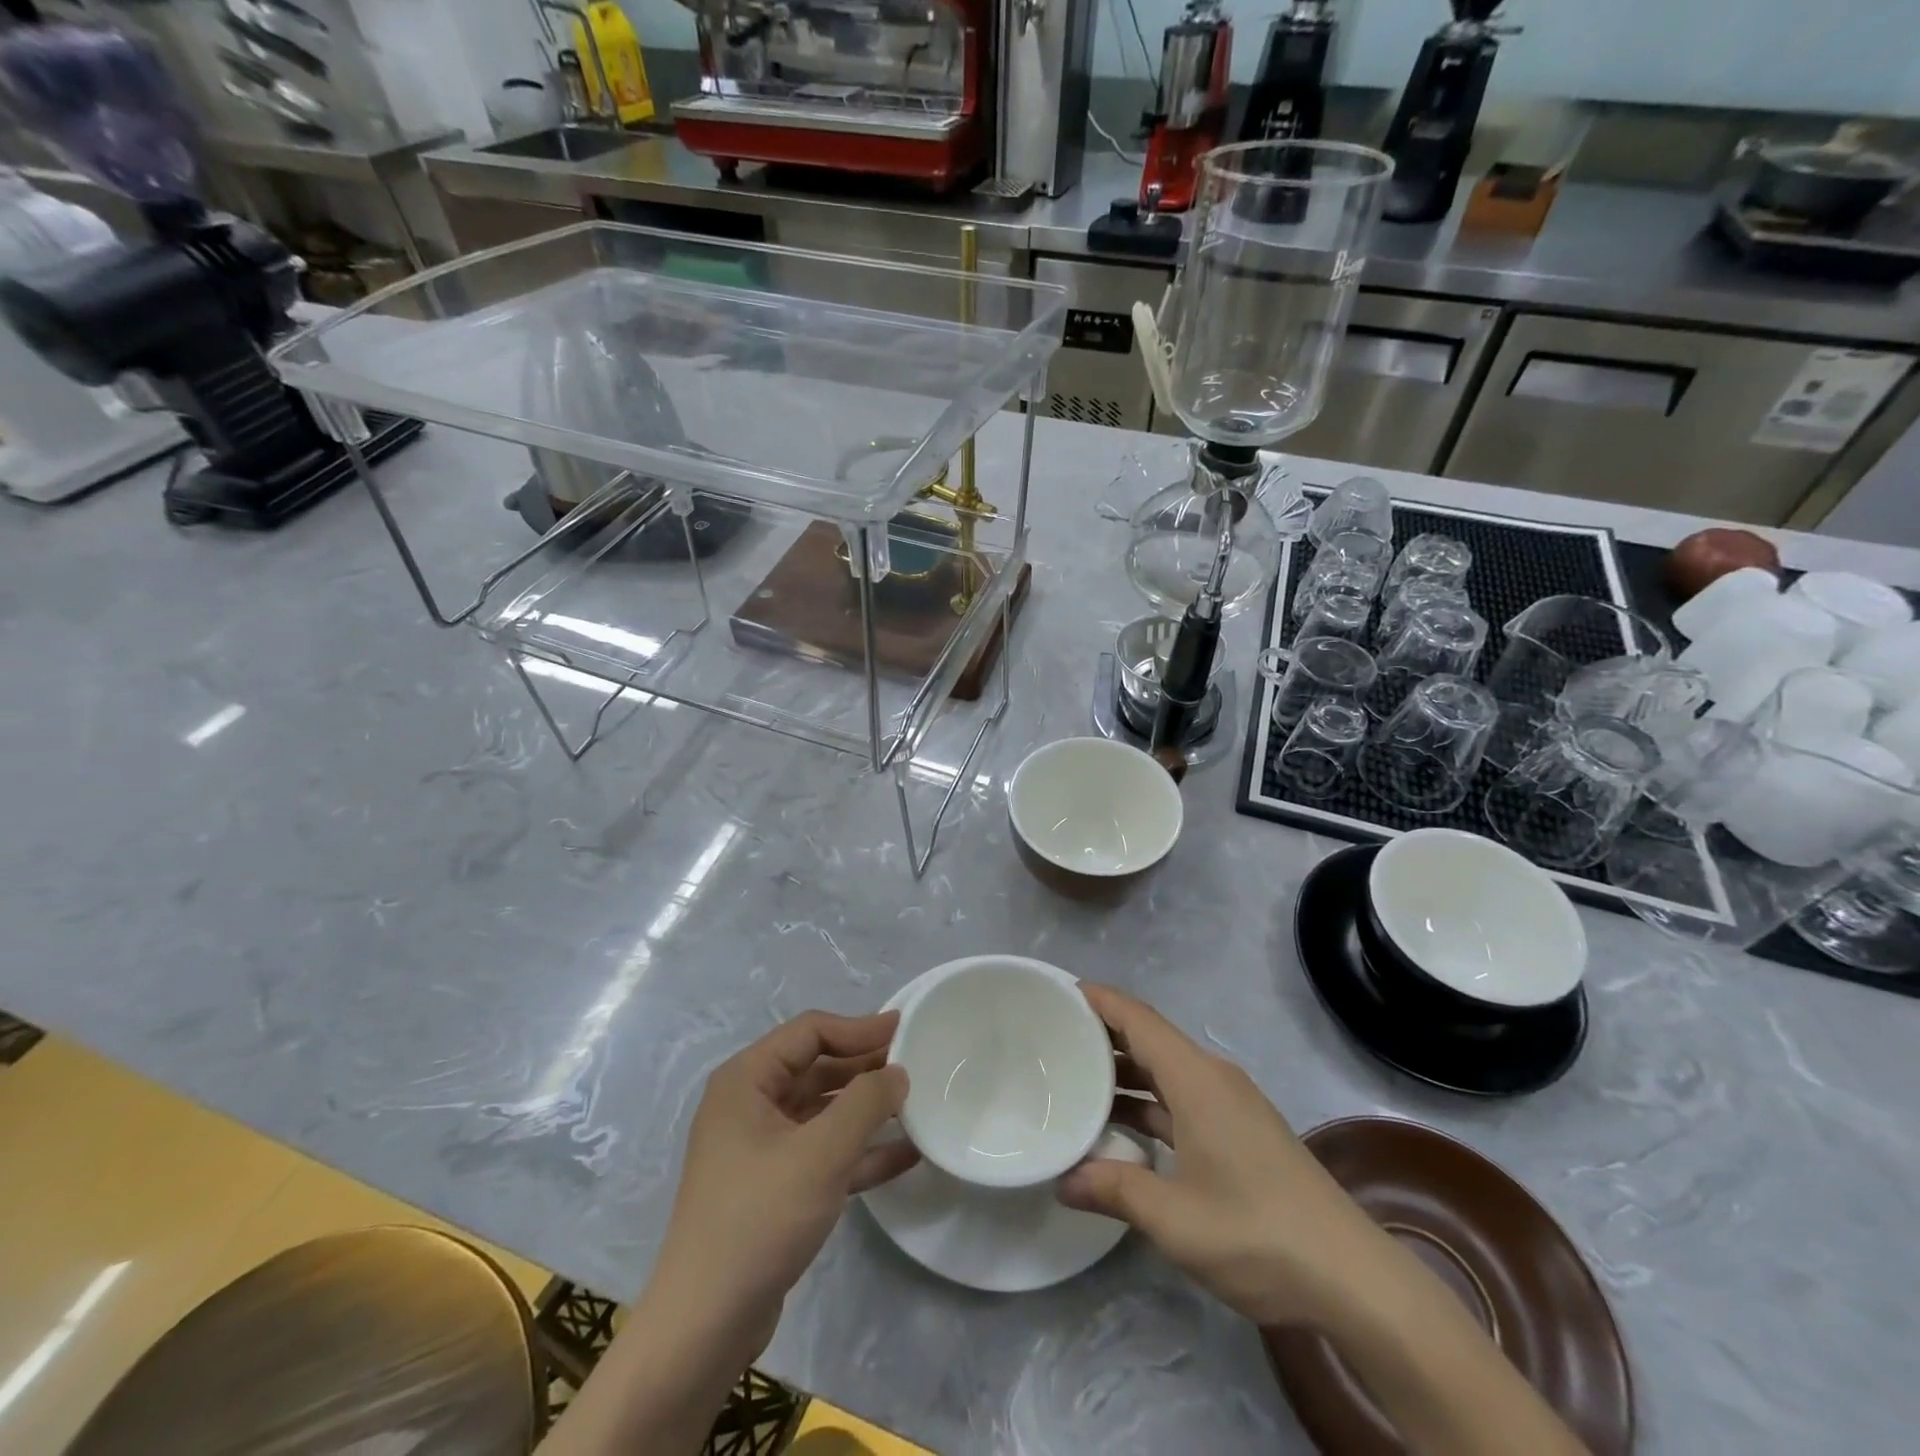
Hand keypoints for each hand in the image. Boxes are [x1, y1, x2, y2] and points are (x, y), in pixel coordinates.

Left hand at [646, 1011, 917, 1358]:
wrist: (705, 1326)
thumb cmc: (760, 1218)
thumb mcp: (821, 1152)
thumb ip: (866, 1102)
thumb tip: (897, 1071)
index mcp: (746, 1080)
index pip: (810, 1032)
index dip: (858, 1027)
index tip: (904, 1028)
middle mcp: (750, 1105)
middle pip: (817, 1068)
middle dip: (865, 1066)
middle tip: (916, 1065)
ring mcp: (760, 1148)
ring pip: (823, 1111)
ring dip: (867, 1108)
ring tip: (917, 1104)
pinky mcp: (774, 1188)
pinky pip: (824, 1152)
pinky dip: (860, 1150)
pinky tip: (905, 1154)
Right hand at [1058, 984, 1387, 1328]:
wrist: (1352, 1277)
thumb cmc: (1257, 1233)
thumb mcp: (1175, 1219)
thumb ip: (1114, 1191)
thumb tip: (1062, 1182)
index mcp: (1197, 1079)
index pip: (1138, 1019)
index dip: (1100, 1000)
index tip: (1058, 992)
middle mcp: (1213, 1078)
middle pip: (1150, 1039)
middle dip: (1103, 1035)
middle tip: (1053, 1038)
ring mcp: (1230, 1105)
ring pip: (1165, 1071)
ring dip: (1125, 1073)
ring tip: (1074, 1081)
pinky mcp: (1240, 1130)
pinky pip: (1182, 1098)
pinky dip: (1148, 1103)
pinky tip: (1122, 1128)